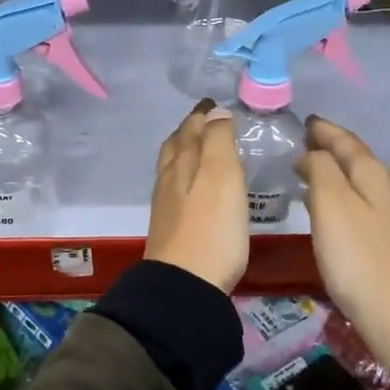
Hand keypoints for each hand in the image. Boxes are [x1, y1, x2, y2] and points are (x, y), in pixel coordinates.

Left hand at [146, 101, 248, 293]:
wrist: (185, 285)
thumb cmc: (212, 229)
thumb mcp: (222, 178)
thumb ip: (218, 142)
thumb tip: (214, 112)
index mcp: (183, 162)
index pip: (191, 128)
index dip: (202, 114)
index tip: (214, 104)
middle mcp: (169, 178)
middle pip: (176, 145)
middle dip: (190, 129)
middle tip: (206, 121)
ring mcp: (166, 204)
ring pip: (172, 166)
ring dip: (185, 151)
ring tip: (200, 149)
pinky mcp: (169, 227)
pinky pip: (174, 187)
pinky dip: (184, 175)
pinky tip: (194, 187)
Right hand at [297, 115, 389, 370]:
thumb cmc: (359, 257)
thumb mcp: (331, 204)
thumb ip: (320, 169)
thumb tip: (311, 154)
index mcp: (374, 175)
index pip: (346, 140)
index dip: (324, 129)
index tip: (304, 120)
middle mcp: (387, 190)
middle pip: (356, 158)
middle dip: (329, 147)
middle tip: (301, 142)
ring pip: (358, 182)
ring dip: (334, 172)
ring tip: (308, 170)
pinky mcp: (388, 242)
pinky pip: (360, 204)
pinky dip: (340, 195)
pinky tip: (327, 208)